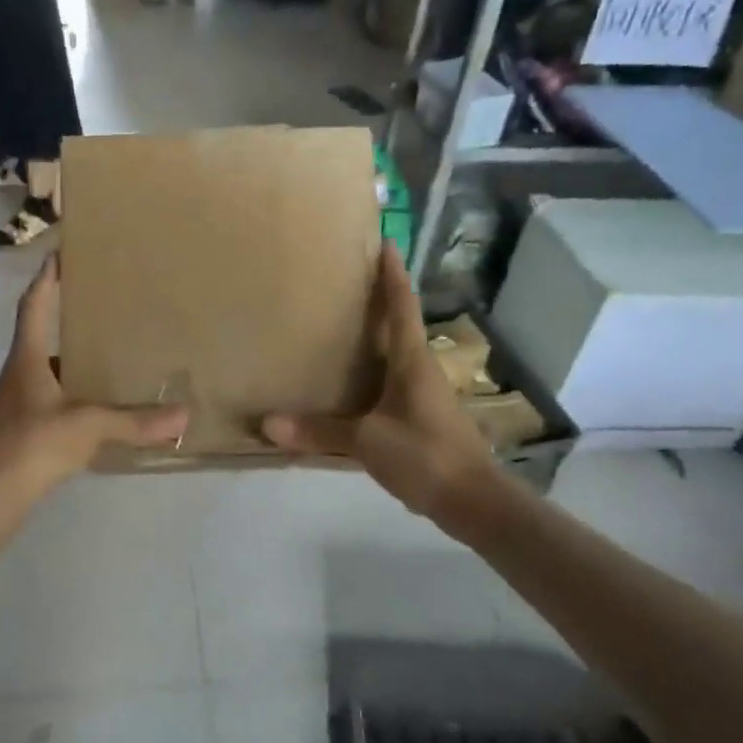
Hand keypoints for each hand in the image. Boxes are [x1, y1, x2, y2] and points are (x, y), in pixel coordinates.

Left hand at [0, 255, 188, 489]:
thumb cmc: (34, 444)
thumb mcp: (90, 427)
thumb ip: (135, 422)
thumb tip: (183, 416)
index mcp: (27, 359)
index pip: (35, 305)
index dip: (47, 278)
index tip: (59, 253)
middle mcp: (15, 374)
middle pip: (37, 336)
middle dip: (62, 319)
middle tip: (95, 308)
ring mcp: (12, 404)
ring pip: (41, 371)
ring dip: (66, 362)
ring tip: (100, 359)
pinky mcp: (15, 431)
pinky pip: (44, 400)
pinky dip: (66, 396)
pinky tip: (87, 409)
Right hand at [264, 241, 499, 520]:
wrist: (473, 501)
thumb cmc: (425, 455)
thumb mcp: (367, 441)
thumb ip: (319, 431)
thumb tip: (268, 423)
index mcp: (412, 361)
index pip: (402, 305)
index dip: (392, 274)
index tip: (385, 242)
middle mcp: (421, 369)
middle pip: (400, 325)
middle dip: (379, 301)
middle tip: (347, 283)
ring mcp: (425, 394)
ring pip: (396, 355)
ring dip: (376, 338)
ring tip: (343, 329)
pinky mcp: (423, 418)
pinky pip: (392, 383)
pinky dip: (373, 374)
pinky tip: (352, 386)